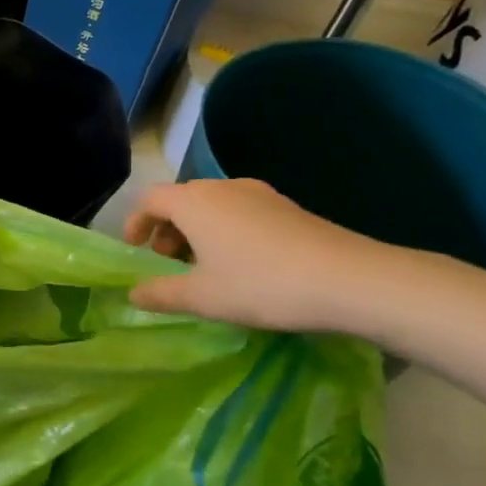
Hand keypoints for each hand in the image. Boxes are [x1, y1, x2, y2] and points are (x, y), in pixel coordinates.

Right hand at [124, 178, 400, 332]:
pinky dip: (226, 231)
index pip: (150, 199)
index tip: (136, 252)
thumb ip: (160, 293)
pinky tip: (243, 264)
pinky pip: (240, 211)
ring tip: (205, 268)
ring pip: (212, 206)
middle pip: (181, 200)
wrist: (352, 280)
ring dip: (197, 231)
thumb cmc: (262, 284)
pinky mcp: (288, 207)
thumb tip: (133, 293)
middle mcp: (223, 188)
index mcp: (194, 202)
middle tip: (169, 264)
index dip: (135, 223)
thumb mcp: (203, 297)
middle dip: (166, 230)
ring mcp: (260, 194)